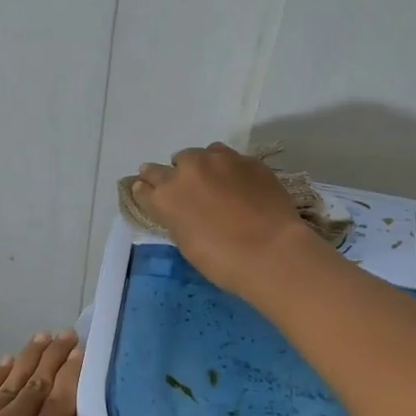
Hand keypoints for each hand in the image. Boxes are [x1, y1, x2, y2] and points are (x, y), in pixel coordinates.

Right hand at [130, 143, 313, 294]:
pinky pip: (230, 159)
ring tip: (215, 185)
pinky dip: (229, 170)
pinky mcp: (248, 160)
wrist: (272, 251)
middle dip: (173, 176)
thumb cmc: (222, 260)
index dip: (147, 190)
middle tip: (186, 192)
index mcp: (166, 195)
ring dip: (202, 167)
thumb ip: (176, 217)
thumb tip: (178, 208)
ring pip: (202, 155)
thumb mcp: (186, 242)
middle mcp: (188, 169)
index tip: (151, 194)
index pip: (144, 185)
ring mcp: (220, 160)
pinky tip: (240, 186)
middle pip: (170, 165)